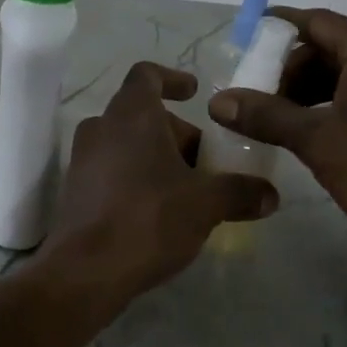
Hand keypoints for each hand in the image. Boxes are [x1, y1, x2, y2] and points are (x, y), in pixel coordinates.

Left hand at [40, 62, 278, 302]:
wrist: (86, 271)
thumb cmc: (149, 219)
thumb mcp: (206, 204)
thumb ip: (240, 192)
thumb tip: (270, 194)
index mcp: (131, 114)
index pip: (147, 75)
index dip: (172, 79)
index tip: (194, 93)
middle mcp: (101, 128)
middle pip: (142, 115)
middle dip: (177, 135)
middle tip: (207, 164)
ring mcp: (82, 159)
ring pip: (127, 144)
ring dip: (158, 159)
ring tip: (189, 191)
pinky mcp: (75, 191)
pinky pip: (112, 171)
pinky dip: (137, 178)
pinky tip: (160, 212)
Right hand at [207, 8, 346, 283]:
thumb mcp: (317, 140)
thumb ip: (266, 115)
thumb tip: (217, 101)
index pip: (316, 22)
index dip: (276, 26)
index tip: (241, 39)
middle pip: (326, 48)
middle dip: (285, 68)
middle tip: (250, 95)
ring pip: (338, 77)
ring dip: (301, 93)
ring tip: (267, 120)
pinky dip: (321, 111)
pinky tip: (298, 137)